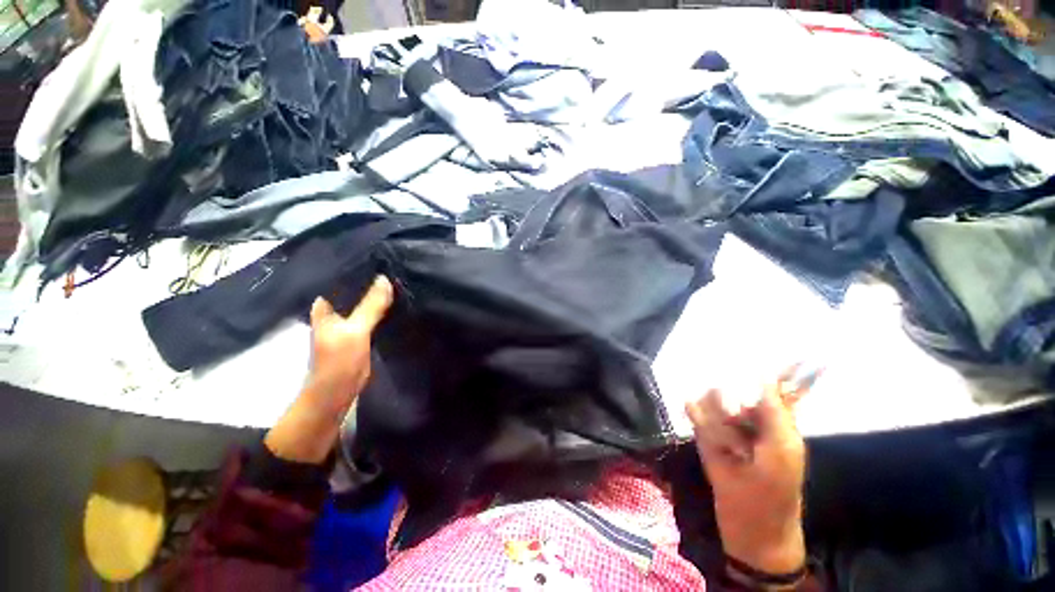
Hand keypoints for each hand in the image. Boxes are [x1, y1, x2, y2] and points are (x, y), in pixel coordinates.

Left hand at [265, 276, 393, 463]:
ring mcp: (347, 323)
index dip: (356, 267)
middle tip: (391, 263)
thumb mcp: (356, 330)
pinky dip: (381, 308)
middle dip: (369, 280)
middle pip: (353, 290)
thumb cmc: (339, 359)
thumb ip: (370, 305)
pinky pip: (371, 314)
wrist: (338, 391)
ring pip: (363, 302)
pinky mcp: (359, 332)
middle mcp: (334, 312)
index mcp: (324, 307)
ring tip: (396, 277)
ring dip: (376, 294)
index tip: (376, 255)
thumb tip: (385, 278)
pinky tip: (395, 300)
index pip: (339, 280)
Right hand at [686, 376, 806, 574]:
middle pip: (733, 391)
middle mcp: (748, 419)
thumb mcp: (782, 450)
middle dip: (730, 409)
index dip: (775, 369)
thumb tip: (763, 376)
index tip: (776, 355)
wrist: (749, 524)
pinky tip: (692, 412)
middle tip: (739, 434)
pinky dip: (695, 413)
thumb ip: (774, 412)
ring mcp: (725, 426)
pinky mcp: (705, 435)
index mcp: (774, 421)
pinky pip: (696, 413)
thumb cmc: (775, 489)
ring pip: (712, 402)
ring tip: (729, 450)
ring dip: (717, 423)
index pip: (771, 386)